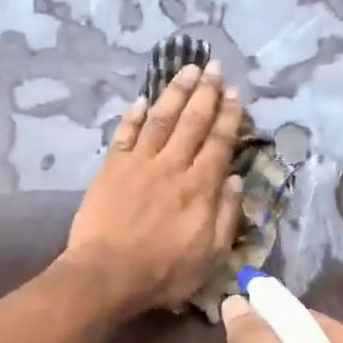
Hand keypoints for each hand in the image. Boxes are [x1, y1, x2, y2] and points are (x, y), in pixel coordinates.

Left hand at [64, 62, 243, 313]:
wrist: (107, 274)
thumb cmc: (163, 272)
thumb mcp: (211, 256)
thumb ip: (226, 216)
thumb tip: (235, 180)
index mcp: (200, 187)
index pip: (219, 143)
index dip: (228, 117)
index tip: (235, 94)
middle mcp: (172, 166)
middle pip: (192, 122)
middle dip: (206, 93)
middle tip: (214, 67)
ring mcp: (139, 164)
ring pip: (161, 119)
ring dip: (176, 92)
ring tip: (187, 70)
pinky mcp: (112, 168)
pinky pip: (126, 134)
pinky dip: (134, 115)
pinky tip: (142, 99)